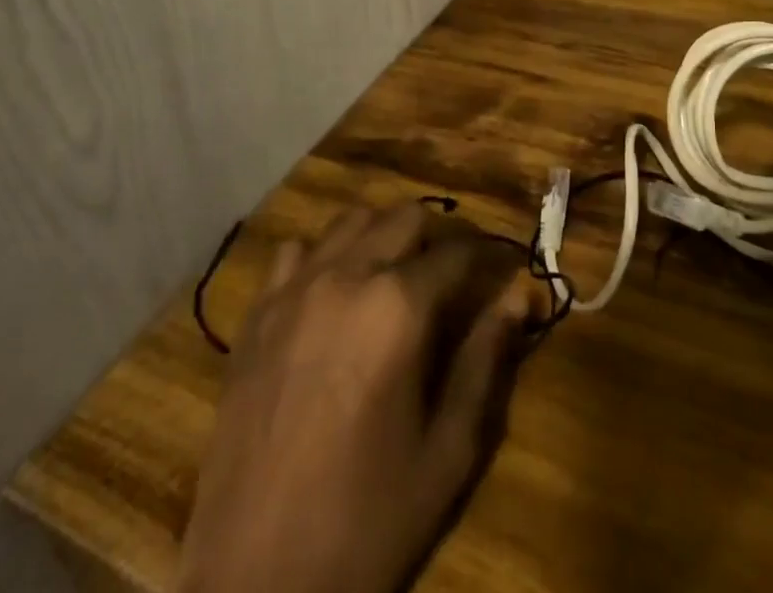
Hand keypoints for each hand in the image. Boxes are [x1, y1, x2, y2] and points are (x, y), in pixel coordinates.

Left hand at [177, 203, 533, 592]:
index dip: (489, 258)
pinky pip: (296, 252)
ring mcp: (294, 290)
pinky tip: (333, 294)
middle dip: (440, 237)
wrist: (254, 581)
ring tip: (397, 276)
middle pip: (406, 217)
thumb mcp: (448, 451)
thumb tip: (518, 294)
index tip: (505, 273)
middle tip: (455, 276)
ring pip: (351, 221)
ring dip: (383, 236)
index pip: (459, 252)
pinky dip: (324, 257)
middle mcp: (346, 277)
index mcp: (398, 307)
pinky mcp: (257, 314)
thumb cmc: (366, 520)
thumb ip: (486, 359)